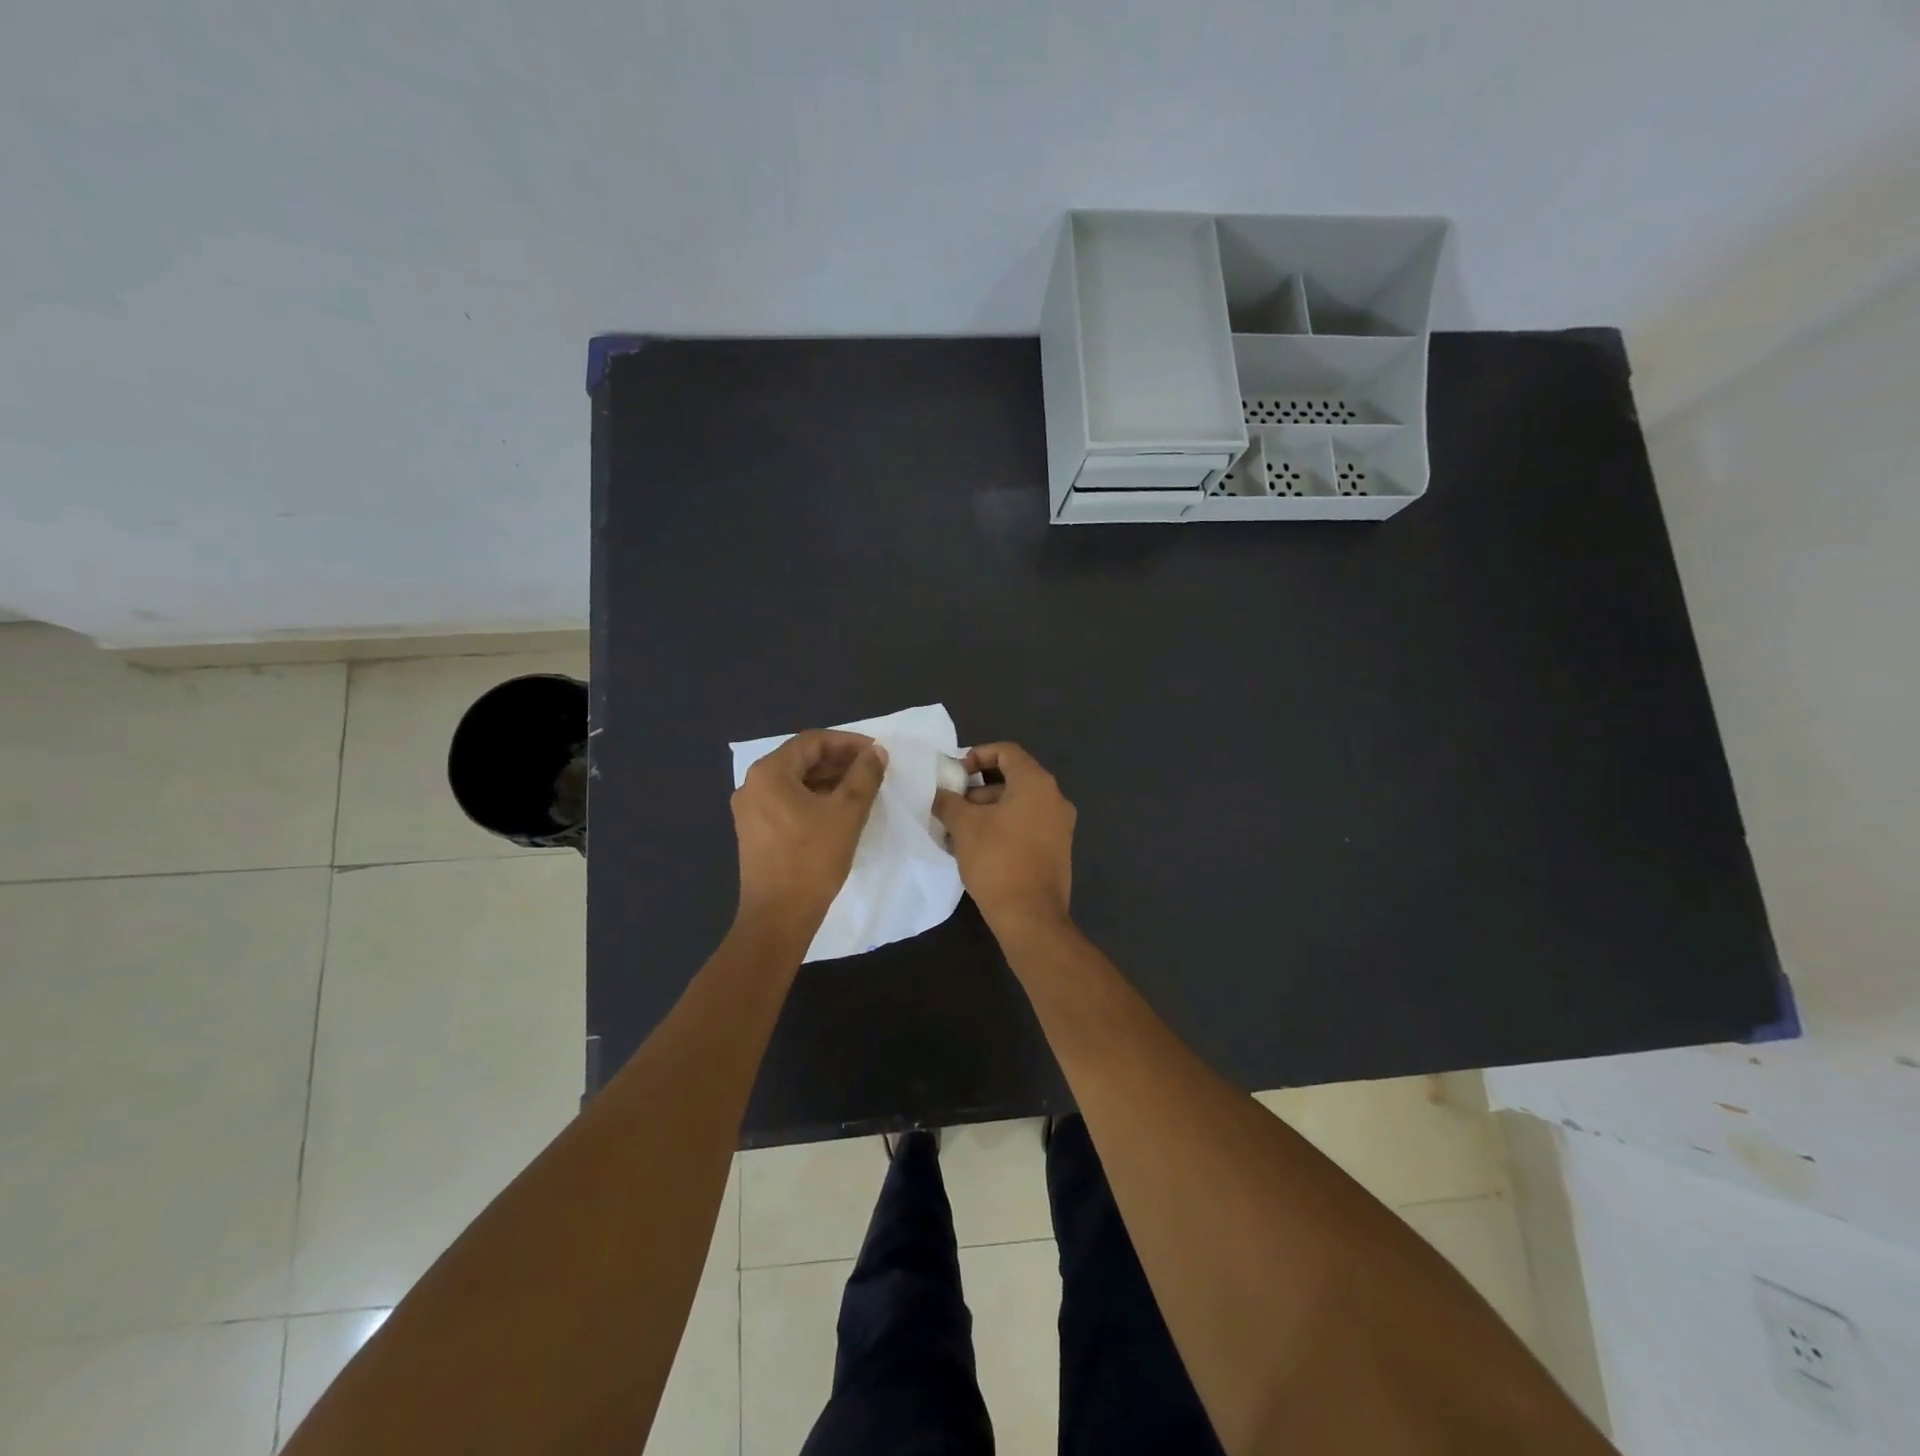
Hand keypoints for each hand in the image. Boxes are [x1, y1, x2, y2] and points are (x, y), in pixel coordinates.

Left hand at [731, 730, 887, 939]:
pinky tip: (839, 810)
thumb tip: (876, 752)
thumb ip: (864, 776)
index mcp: (769, 773)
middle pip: (801, 759)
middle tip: (872, 769)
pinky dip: (815, 799)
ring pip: (795, 782)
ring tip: (862, 788)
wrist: (778, 917)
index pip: (812, 741)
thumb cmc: (812, 859)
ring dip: (829, 780)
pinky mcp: (756, 832)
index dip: (848, 742)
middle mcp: (753, 785)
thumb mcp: (847, 813)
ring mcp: (750, 810)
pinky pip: (788, 802)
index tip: (876, 752)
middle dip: (839, 760)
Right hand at [933, 742, 1075, 932]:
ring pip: (1018, 805)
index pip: (1006, 751)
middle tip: (951, 806)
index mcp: (1037, 783)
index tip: (955, 774)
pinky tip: (977, 848)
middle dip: (977, 790)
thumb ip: (948, 801)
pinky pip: (1026, 825)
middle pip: (1012, 779)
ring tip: (957, 831)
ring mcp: (1060, 826)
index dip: (977, 755)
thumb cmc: (997, 860)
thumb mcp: (964, 826)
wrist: (1030, 916)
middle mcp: (1055, 798)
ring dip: (987, 811)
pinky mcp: (1057, 850)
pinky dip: (1002, 827)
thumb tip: (941, 793)